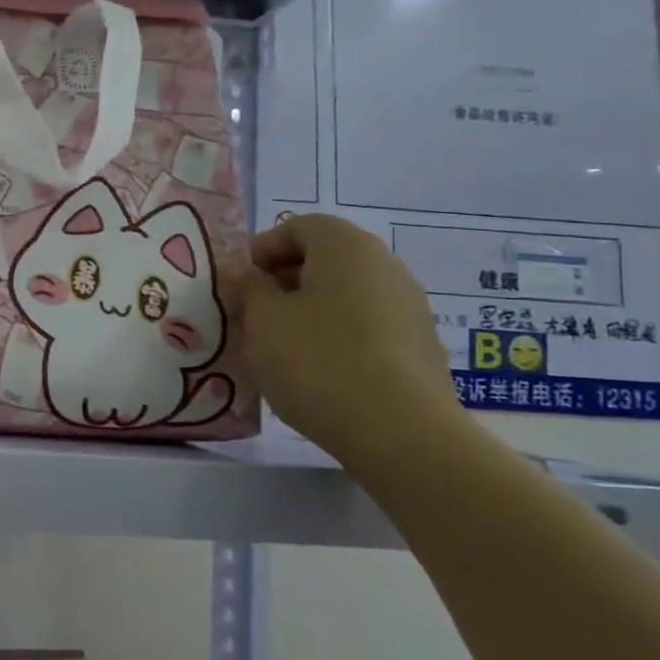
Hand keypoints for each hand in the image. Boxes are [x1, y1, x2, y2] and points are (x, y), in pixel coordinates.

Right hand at [232, 214, 462, 459]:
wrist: (399, 432)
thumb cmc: (317, 360)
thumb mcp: (261, 320)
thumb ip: (247, 288)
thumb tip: (242, 273)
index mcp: (346, 246)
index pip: (298, 227)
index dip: (261, 250)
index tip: (239, 285)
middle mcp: (386, 266)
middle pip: (324, 259)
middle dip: (283, 282)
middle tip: (252, 315)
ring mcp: (410, 307)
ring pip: (344, 295)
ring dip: (308, 311)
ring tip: (280, 348)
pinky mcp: (420, 347)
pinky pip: (366, 326)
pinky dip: (336, 336)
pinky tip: (317, 372)